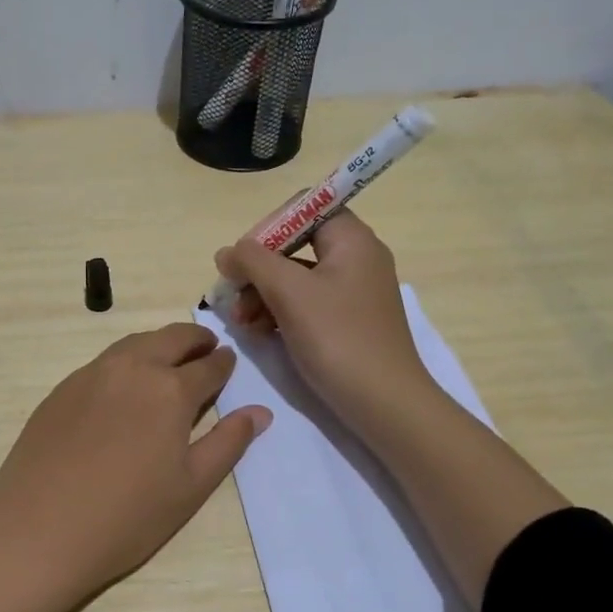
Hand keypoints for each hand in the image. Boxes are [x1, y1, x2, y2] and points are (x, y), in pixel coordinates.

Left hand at [0, 322, 270, 596]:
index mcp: (170, 390)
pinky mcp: (61, 389)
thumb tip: (260, 412)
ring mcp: (90, 375)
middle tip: (206, 346)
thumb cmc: (127, 517)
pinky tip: (124, 384)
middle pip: (170, 339)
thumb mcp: (191, 487)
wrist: (38, 530)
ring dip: (158, 344)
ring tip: (169, 358)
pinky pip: (103, 361)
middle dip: (194, 339)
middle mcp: (131, 368)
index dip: (223, 363)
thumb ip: (228, 443)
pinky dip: (125, 360)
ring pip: (134, 343)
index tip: (229, 361)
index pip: (208, 366)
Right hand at [214, 211, 432, 440]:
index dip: (270, 226)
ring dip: (261, 294)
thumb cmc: (338, 338)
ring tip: (239, 322)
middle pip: (295, 245)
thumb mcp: (289, 293)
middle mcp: (356, 259)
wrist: (384, 404)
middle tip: (230, 295)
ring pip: (296, 279)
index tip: (244, 258)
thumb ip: (253, 262)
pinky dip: (279, 313)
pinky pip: (306, 304)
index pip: (305, 208)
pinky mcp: (346, 322)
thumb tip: (227, 252)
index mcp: (352, 240)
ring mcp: (352, 293)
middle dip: (258, 269)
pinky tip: (258, 332)